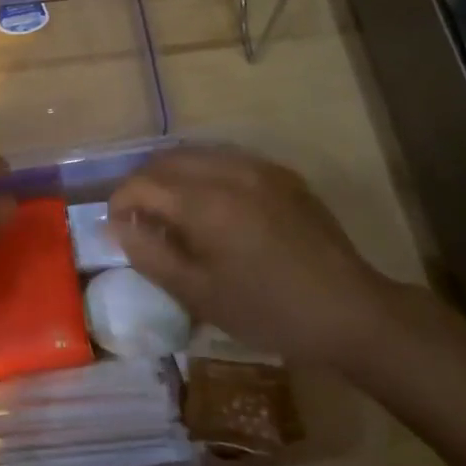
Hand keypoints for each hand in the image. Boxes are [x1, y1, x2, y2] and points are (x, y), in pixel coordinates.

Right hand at [107, 146, 403, 369]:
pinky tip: (211, 205)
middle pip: (166, 160)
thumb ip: (149, 254)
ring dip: (172, 175)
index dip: (119, 202)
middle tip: (139, 218)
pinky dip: (204, 173)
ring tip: (171, 210)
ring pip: (197, 154)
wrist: (349, 312)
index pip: (142, 183)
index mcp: (205, 202)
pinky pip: (228, 159)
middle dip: (143, 184)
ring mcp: (260, 169)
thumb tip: (115, 226)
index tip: (117, 228)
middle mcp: (229, 171)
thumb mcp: (198, 293)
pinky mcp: (282, 175)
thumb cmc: (267, 310)